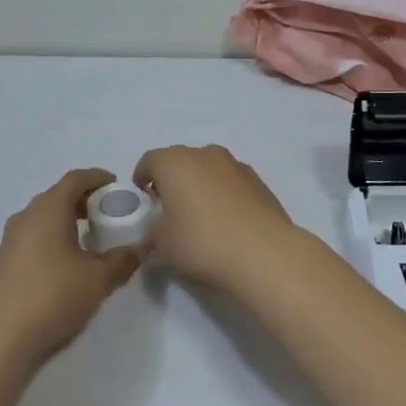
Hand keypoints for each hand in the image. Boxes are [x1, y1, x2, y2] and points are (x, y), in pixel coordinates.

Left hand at [0, 168, 140, 365]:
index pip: (75, 178)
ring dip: (69, 220)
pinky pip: (35, 235)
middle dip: (85, 200)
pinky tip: (69, 262)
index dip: (98, 178)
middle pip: (59, 195)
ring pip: (45, 216)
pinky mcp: (5, 262)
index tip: (118, 187)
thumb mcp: (99, 279)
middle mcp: (27, 215)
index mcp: (49, 208)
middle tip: (110, 214)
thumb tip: (140, 248)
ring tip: (92, 240)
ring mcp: (12, 239)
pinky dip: (55, 236)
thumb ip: (124, 259)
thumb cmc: (53, 297)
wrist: (1, 341)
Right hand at [134, 145, 296, 289]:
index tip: (142, 203)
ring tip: (201, 219)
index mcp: (174, 162)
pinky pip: (230, 183)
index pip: (149, 161)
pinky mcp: (258, 181)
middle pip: (180, 162)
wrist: (263, 252)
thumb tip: (155, 232)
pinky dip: (224, 196)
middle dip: (172, 182)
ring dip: (200, 187)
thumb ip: (152, 232)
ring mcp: (235, 164)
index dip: (142, 180)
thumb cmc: (202, 242)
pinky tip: (227, 223)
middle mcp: (205, 153)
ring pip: (208, 170)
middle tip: (169, 212)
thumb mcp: (161, 245)